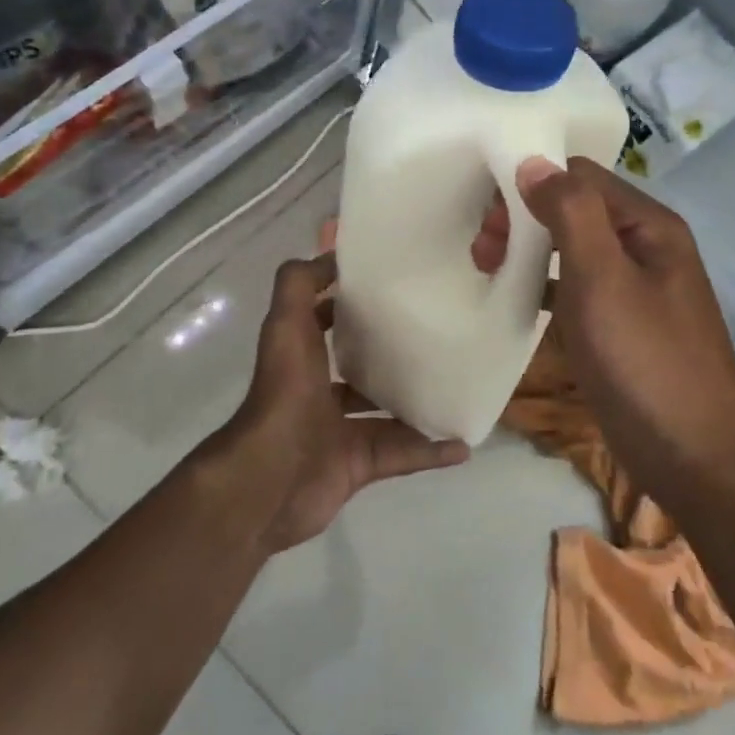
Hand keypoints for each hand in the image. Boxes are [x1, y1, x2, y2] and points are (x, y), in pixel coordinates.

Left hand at [225, 252, 468, 552]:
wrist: (271, 480)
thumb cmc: (284, 394)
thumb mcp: (287, 324)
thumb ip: (300, 284)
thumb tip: (331, 254)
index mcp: (301, 355)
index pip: (324, 319)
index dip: (347, 301)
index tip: (390, 285)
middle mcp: (318, 390)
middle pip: (359, 367)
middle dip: (389, 352)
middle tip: (436, 332)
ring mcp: (337, 430)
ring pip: (385, 413)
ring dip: (417, 402)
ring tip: (457, 383)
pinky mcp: (358, 465)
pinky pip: (402, 454)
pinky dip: (430, 451)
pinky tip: (463, 442)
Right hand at [476, 158, 734, 484]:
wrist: (695, 459)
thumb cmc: (645, 361)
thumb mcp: (602, 278)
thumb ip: (570, 212)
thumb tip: (534, 162)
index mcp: (648, 224)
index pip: (580, 174)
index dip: (531, 184)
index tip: (488, 218)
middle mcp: (645, 245)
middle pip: (574, 207)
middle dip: (524, 218)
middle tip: (483, 252)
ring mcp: (635, 286)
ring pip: (571, 246)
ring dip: (529, 249)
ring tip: (488, 269)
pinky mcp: (623, 323)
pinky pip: (576, 285)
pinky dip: (544, 283)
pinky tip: (517, 300)